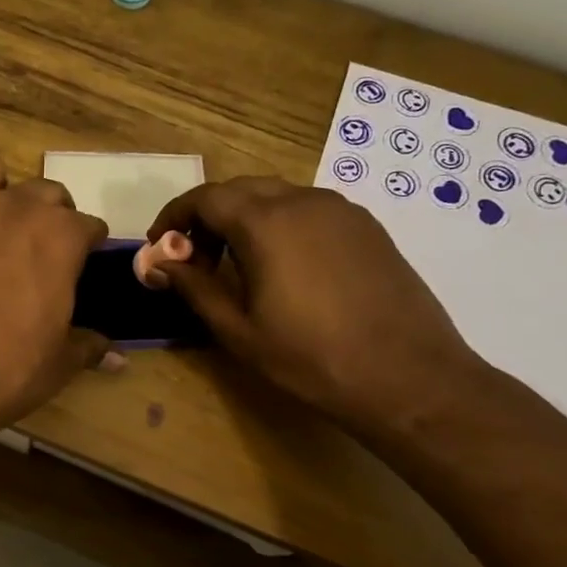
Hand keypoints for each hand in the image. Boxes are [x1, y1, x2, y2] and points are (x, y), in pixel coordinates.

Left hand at [0, 150, 112, 434]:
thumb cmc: (5, 370)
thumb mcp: (58, 363)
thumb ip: (88, 345)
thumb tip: (116, 355)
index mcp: (60, 236)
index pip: (88, 226)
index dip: (86, 245)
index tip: (80, 262)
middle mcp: (14, 206)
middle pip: (44, 192)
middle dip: (47, 213)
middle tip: (35, 245)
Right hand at [146, 177, 483, 430]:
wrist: (408, 377)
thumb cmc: (310, 358)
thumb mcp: (238, 330)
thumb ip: (194, 287)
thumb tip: (157, 262)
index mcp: (266, 222)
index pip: (205, 198)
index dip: (174, 217)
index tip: (160, 246)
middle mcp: (304, 201)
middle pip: (240, 190)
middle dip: (208, 216)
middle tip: (194, 259)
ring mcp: (342, 211)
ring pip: (277, 196)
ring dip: (245, 219)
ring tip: (236, 266)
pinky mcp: (368, 227)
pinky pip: (310, 211)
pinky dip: (281, 226)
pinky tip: (284, 268)